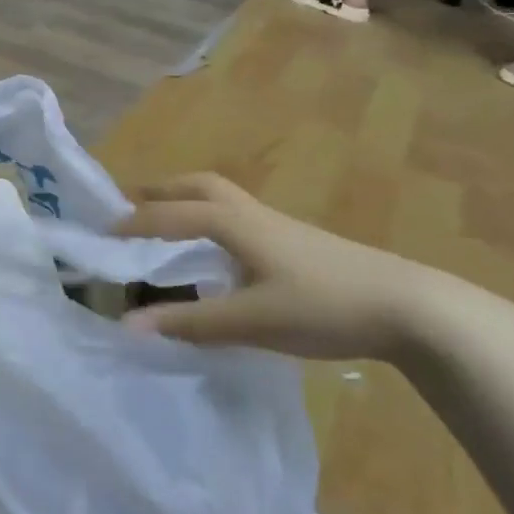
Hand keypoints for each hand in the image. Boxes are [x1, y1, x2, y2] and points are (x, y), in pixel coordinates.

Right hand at [115, 173, 488, 365]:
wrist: (410, 307)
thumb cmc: (324, 306)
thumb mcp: (251, 320)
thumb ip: (190, 324)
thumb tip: (128, 325)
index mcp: (236, 224)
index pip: (172, 214)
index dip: (135, 222)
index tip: (103, 233)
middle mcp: (253, 215)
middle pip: (201, 187)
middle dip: (164, 191)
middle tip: (134, 205)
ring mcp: (280, 226)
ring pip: (224, 200)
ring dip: (189, 203)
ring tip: (169, 227)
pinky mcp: (298, 244)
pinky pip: (240, 220)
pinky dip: (213, 223)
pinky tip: (218, 255)